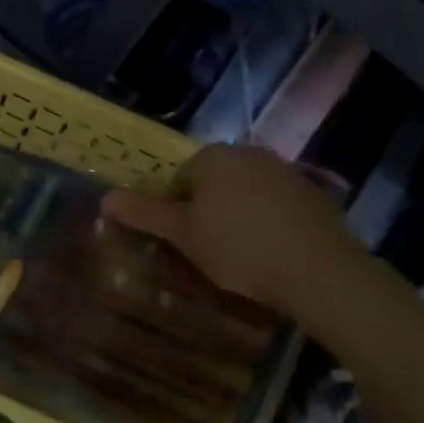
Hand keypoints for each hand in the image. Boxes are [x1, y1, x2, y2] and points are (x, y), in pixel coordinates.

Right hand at [102, 144, 371, 332]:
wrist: (319, 270)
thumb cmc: (239, 249)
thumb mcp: (183, 235)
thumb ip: (143, 213)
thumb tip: (105, 198)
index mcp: (211, 157)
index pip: (177, 181)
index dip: (173, 215)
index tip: (182, 245)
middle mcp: (247, 152)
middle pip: (211, 183)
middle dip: (205, 213)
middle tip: (208, 252)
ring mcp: (283, 169)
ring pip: (243, 192)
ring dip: (235, 216)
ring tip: (240, 255)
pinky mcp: (311, 191)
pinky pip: (274, 204)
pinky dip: (266, 221)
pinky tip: (272, 250)